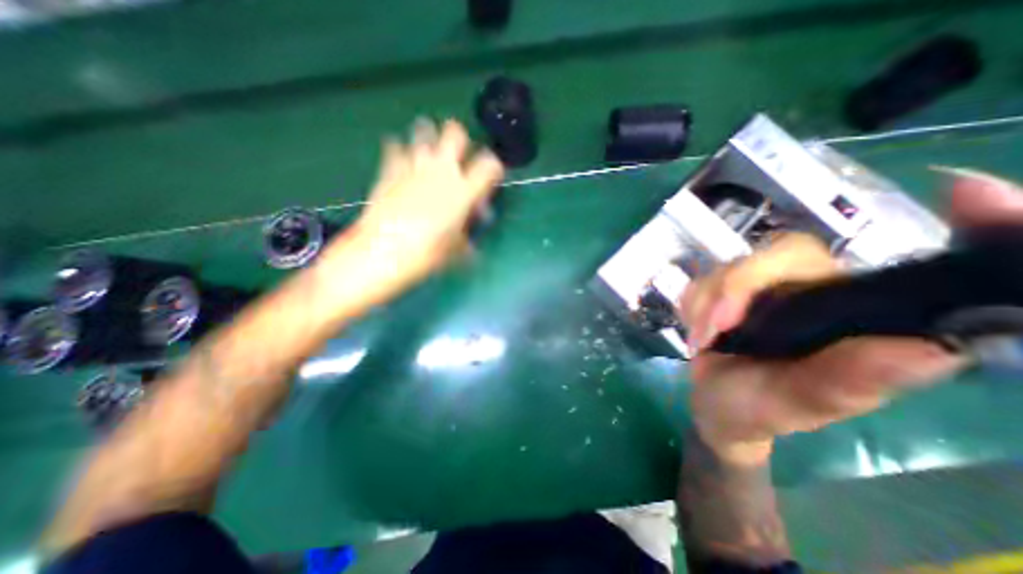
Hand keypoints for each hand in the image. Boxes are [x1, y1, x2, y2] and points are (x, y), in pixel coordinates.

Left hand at [339, 118, 507, 293]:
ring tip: (430, 151)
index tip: (491, 174)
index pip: (489, 165)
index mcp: (463, 191)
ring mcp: (414, 166)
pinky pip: (395, 146)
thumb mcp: (455, 251)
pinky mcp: (389, 169)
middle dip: (460, 139)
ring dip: (430, 136)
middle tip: (458, 154)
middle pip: (455, 134)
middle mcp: (441, 171)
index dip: (494, 166)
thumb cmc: (426, 254)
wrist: (383, 251)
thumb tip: (469, 240)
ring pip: (424, 131)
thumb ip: (466, 239)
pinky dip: (400, 149)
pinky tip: (401, 160)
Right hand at [677, 167, 1021, 463]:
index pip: (891, 267)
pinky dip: (691, 305)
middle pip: (780, 254)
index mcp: (852, 317)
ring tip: (701, 342)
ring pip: (728, 266)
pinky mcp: (722, 289)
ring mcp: (761, 287)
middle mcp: (812, 291)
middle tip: (714, 328)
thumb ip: (848, 380)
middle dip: (736, 287)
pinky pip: (700, 280)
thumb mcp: (801, 404)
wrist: (714, 405)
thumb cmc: (761, 409)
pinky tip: (697, 331)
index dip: (954, 226)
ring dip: (705, 303)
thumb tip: (932, 349)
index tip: (969, 189)